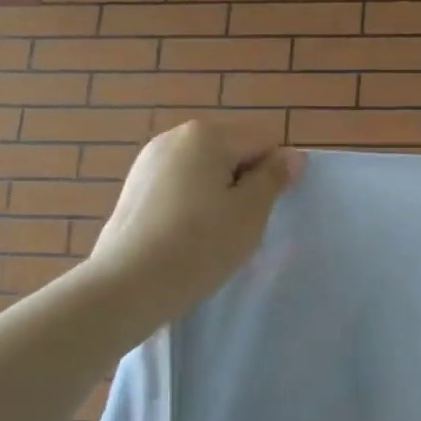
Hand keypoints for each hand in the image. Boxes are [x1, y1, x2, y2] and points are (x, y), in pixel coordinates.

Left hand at [85, 121, 303, 332]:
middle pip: (232, 153)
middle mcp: (175, 137)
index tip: (264, 212)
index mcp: (207, 134)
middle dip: (245, 184)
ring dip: (219, 197)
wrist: (127, 285)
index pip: (264, 142)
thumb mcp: (250, 212)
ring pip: (206, 173)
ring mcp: (149, 161)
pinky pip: (180, 188)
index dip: (274, 176)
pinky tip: (186, 239)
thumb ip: (274, 178)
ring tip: (212, 237)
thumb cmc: (199, 245)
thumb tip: (293, 156)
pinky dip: (192, 207)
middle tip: (241, 227)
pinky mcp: (134, 188)